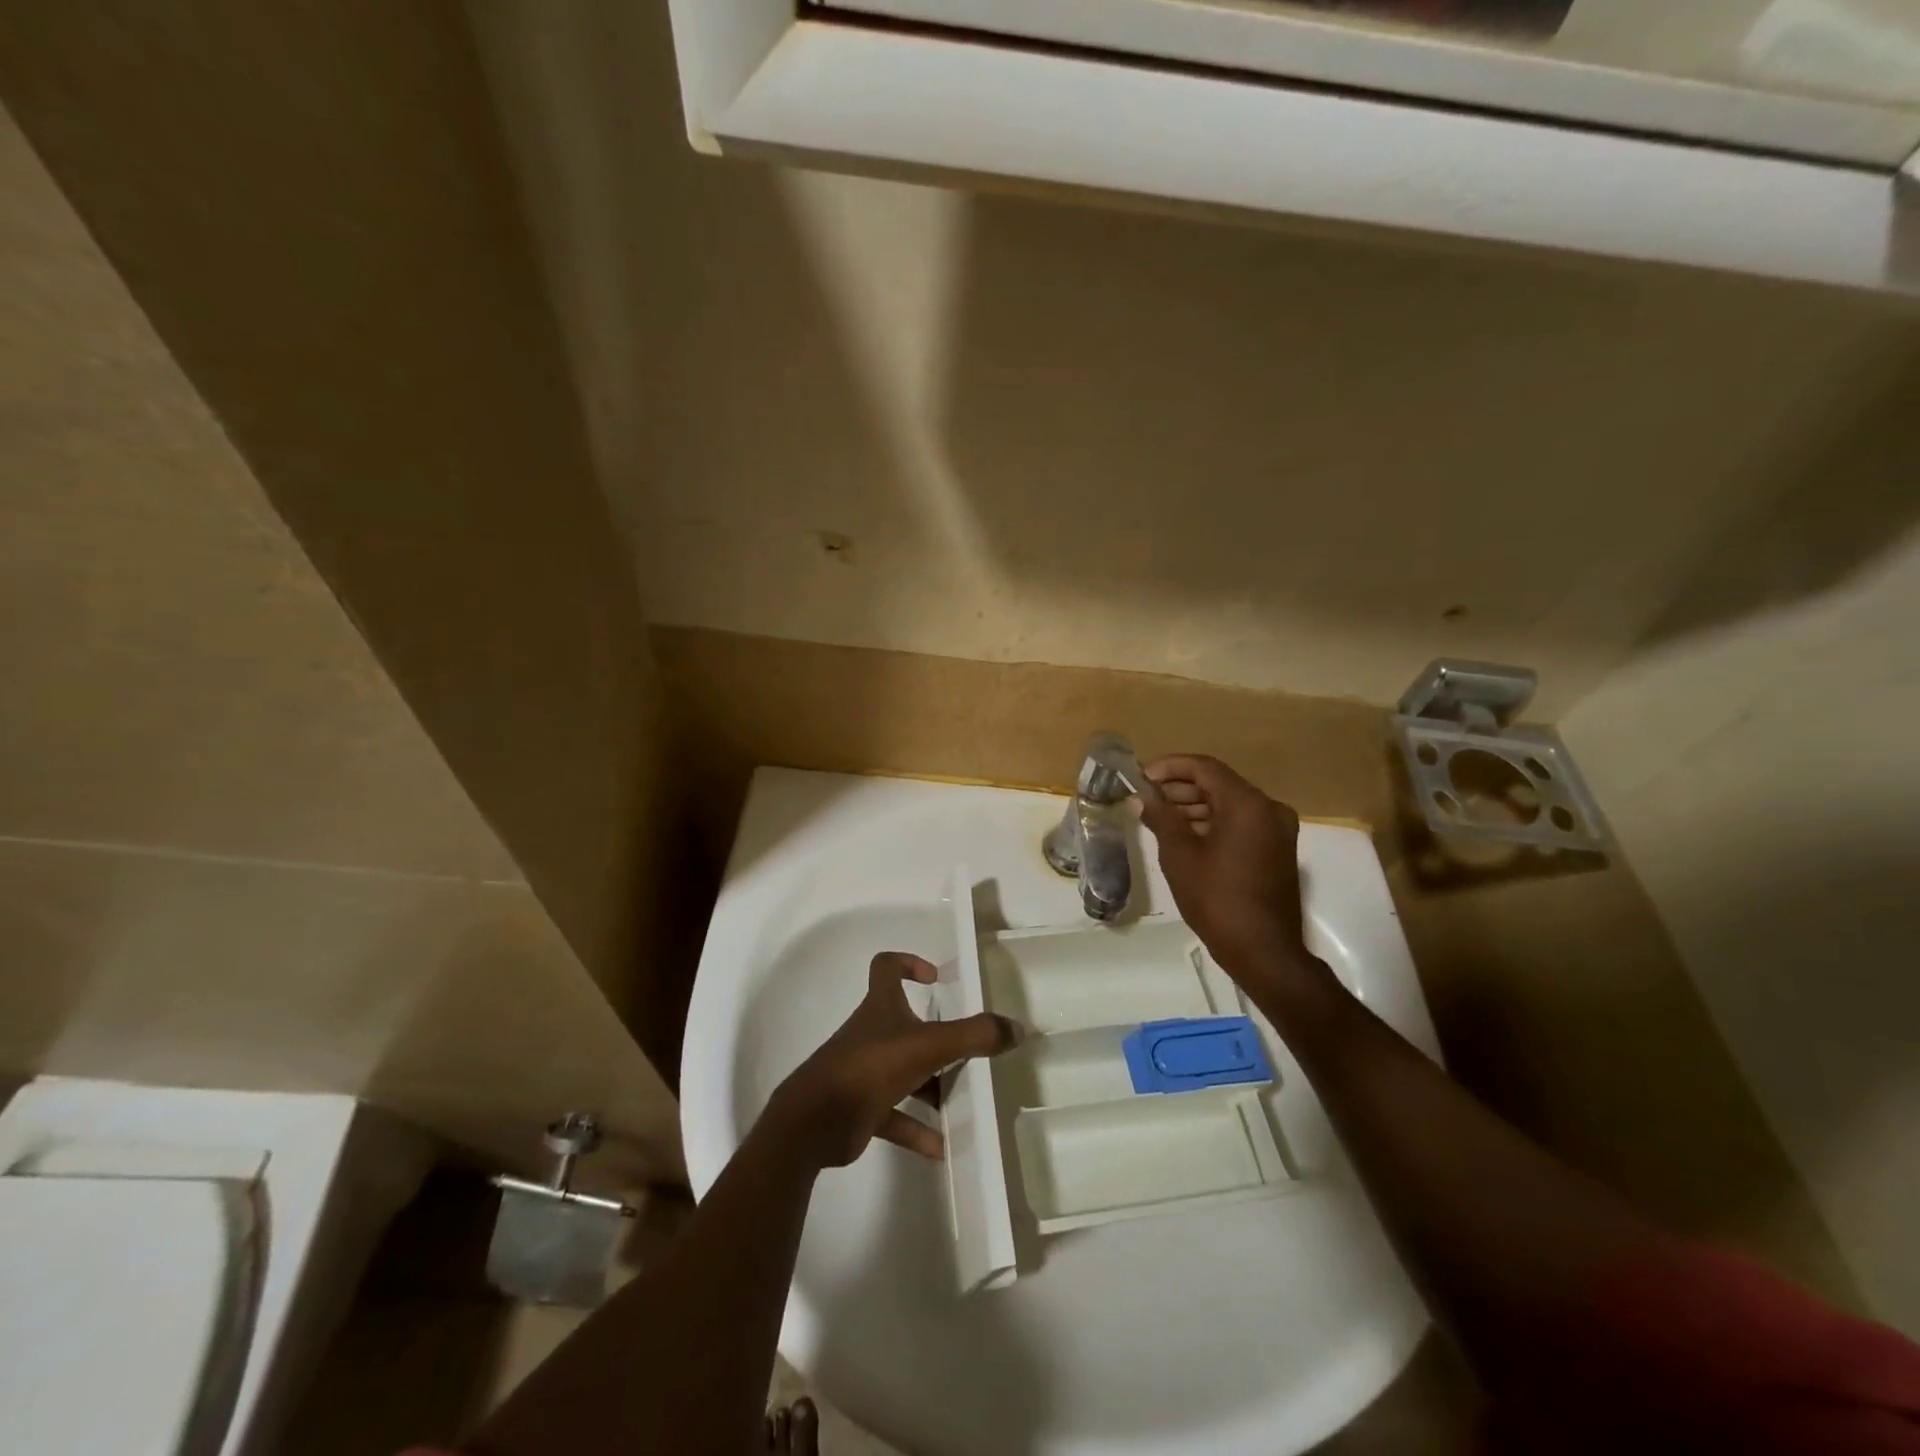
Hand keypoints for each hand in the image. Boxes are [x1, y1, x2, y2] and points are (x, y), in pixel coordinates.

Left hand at [769, 951, 1022, 1168]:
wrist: (814, 1122)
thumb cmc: (869, 1067)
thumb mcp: (928, 1046)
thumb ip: (974, 1036)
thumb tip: (1016, 1027)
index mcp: (880, 1007)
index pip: (886, 967)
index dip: (908, 963)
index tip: (935, 978)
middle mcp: (871, 1033)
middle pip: (904, 1023)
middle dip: (935, 1035)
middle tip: (967, 1047)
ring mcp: (864, 1071)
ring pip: (904, 1071)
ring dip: (932, 1085)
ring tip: (965, 1099)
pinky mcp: (861, 1108)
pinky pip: (896, 1116)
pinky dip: (918, 1128)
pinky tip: (944, 1147)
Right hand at [1141, 755, 1314, 987]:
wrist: (1263, 950)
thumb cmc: (1217, 899)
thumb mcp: (1180, 856)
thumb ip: (1161, 818)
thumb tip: (1143, 797)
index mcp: (1247, 804)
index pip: (1205, 768)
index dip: (1170, 768)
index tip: (1142, 777)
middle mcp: (1268, 808)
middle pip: (1219, 784)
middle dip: (1180, 788)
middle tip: (1146, 799)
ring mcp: (1277, 830)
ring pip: (1230, 804)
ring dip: (1195, 806)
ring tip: (1159, 818)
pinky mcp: (1277, 849)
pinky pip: (1241, 823)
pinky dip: (1213, 823)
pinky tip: (1184, 835)